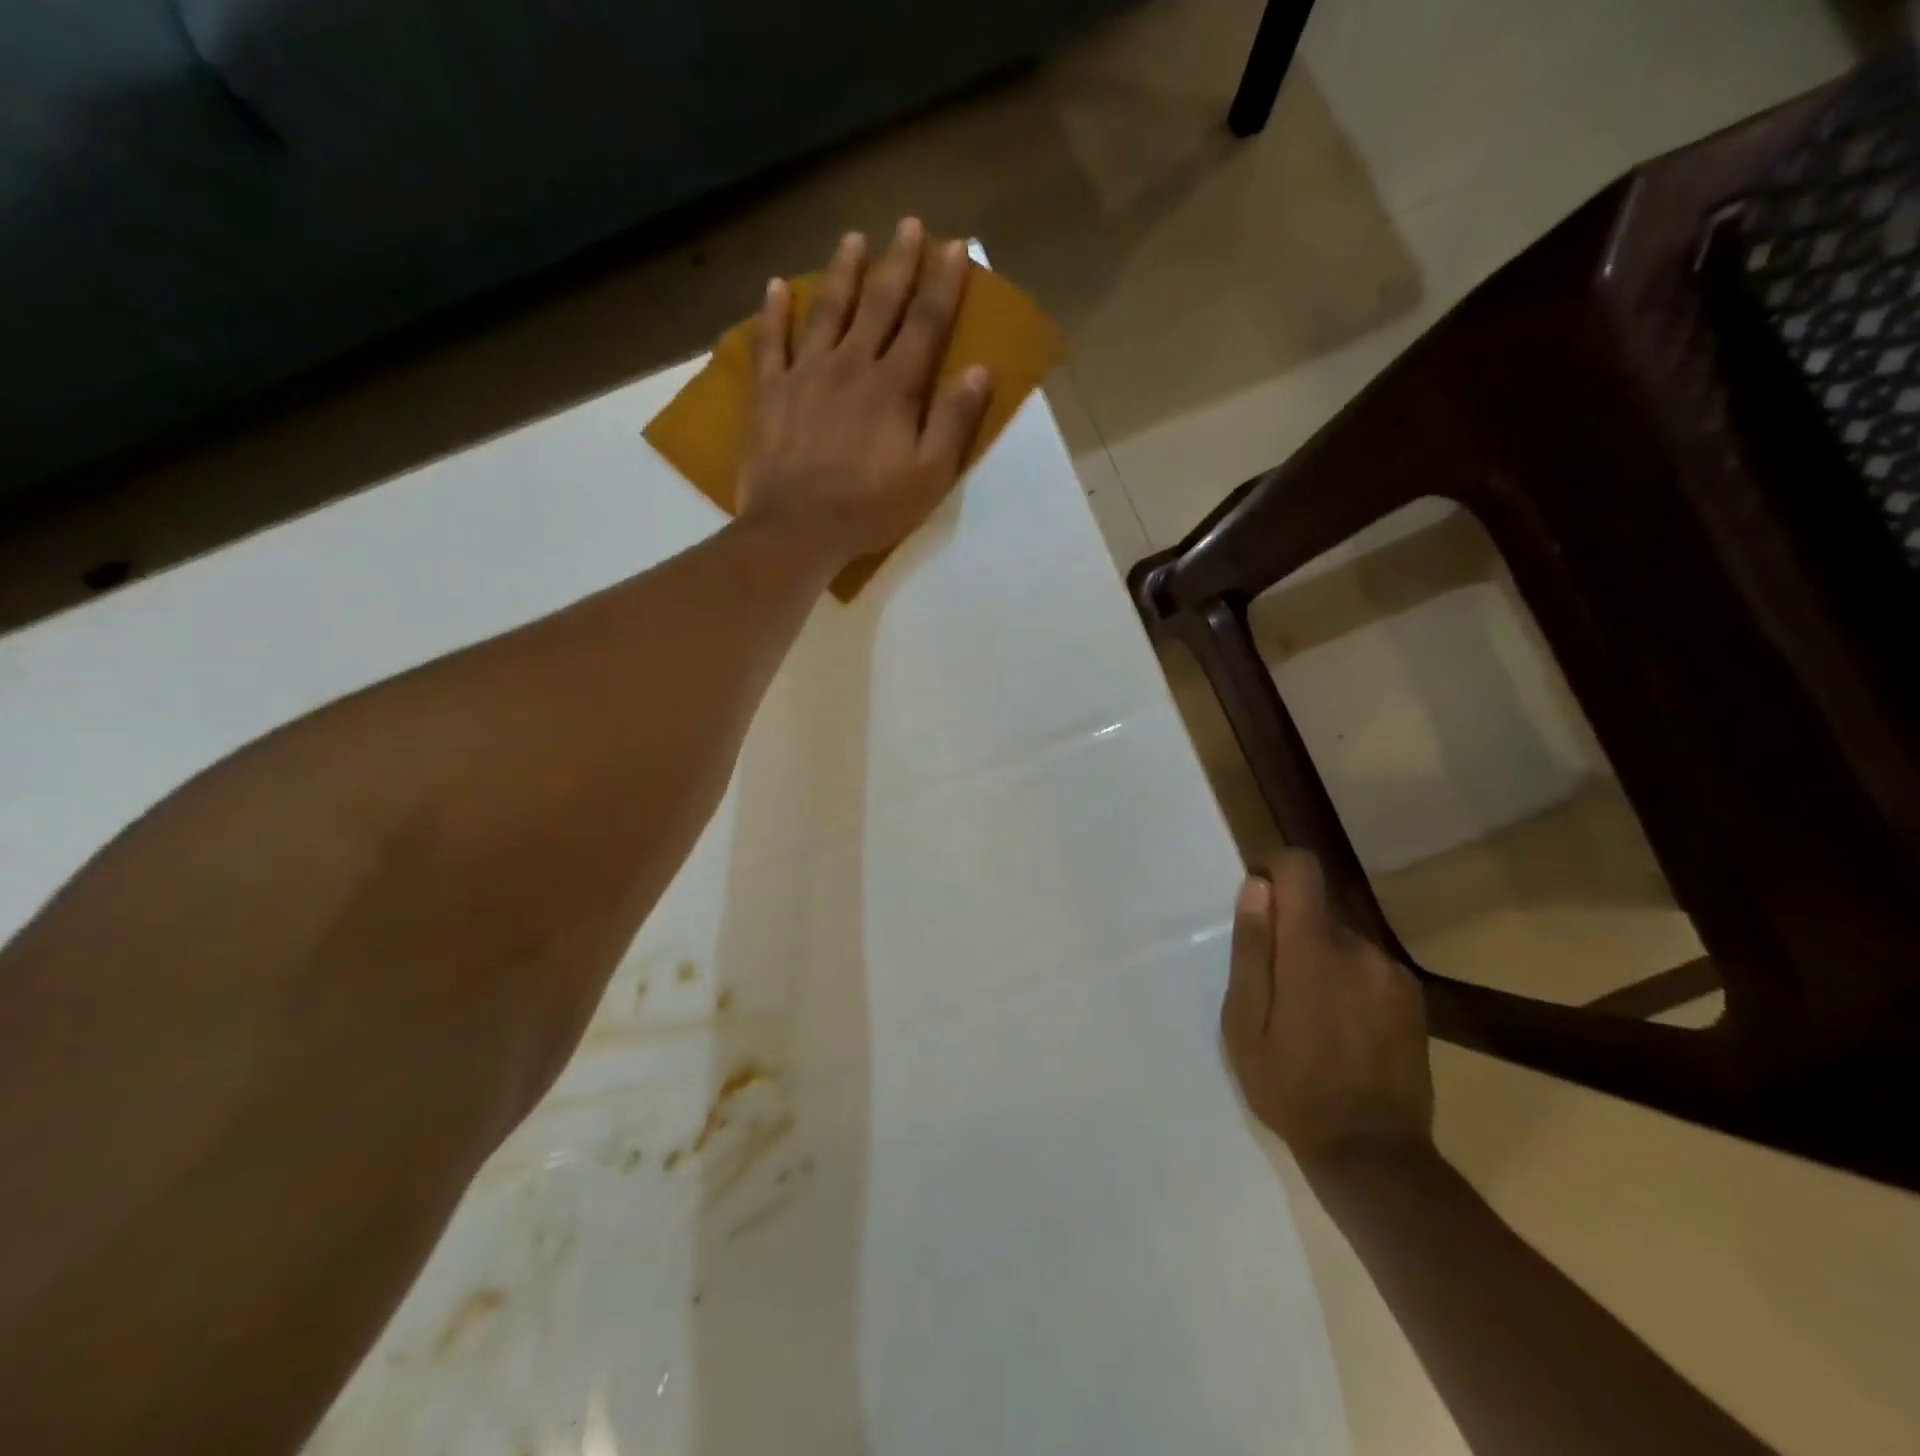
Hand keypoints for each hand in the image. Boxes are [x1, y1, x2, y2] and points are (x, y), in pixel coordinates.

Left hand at [737, 218, 993, 569]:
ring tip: (853, 240)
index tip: (956, 247)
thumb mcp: (929, 476)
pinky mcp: (769, 392)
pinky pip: (770, 342)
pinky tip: (777, 287)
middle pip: (879, 304)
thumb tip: (978, 371)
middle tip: (908, 224)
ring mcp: (806, 374)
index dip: (944, 284)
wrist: (797, 527)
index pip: (926, 323)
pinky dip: (773, 313)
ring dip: (842, 272)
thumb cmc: (870, 508)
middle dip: (898, 262)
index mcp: (894, 386)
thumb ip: (954, 422)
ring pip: (827, 311)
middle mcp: (851, 365)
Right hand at [1222, 852, 1434, 1176]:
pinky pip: (1366, 964)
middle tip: (1273, 985)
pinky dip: (1346, 977)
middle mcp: (1361, 948)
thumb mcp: (1244, 1023)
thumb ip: (1252, 950)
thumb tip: (1257, 888)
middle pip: (1319, 906)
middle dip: (1290, 928)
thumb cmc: (1291, 1088)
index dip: (1275, 868)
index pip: (1303, 869)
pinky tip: (1339, 1026)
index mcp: (1314, 951)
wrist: (1374, 1156)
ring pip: (1342, 937)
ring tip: (1306, 1014)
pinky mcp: (1411, 997)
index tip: (1257, 897)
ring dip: (1318, 956)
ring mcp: (1392, 973)